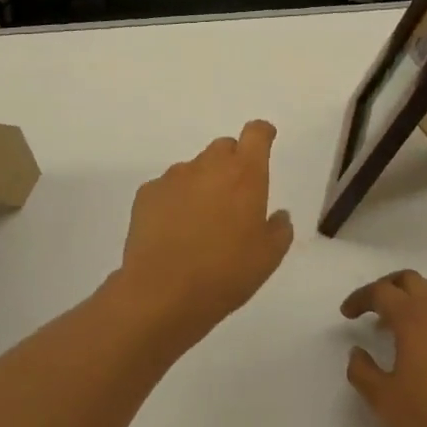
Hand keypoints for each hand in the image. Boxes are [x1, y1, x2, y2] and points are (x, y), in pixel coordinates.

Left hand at [114, 120, 294, 352]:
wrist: (162, 293)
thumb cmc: (225, 274)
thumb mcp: (268, 258)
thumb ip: (279, 229)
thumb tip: (278, 215)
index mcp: (244, 174)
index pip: (256, 134)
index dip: (262, 133)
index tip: (265, 139)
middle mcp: (209, 165)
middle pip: (224, 148)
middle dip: (232, 164)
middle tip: (234, 198)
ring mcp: (174, 176)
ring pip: (194, 169)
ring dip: (202, 185)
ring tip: (200, 224)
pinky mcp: (147, 192)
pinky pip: (168, 188)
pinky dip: (174, 202)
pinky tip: (173, 233)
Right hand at [341, 269, 426, 426]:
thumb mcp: (384, 401)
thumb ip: (362, 371)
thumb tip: (357, 352)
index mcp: (413, 317)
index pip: (381, 292)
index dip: (360, 298)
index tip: (347, 314)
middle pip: (409, 280)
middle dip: (387, 287)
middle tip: (371, 307)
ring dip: (410, 302)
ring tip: (395, 329)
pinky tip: (425, 351)